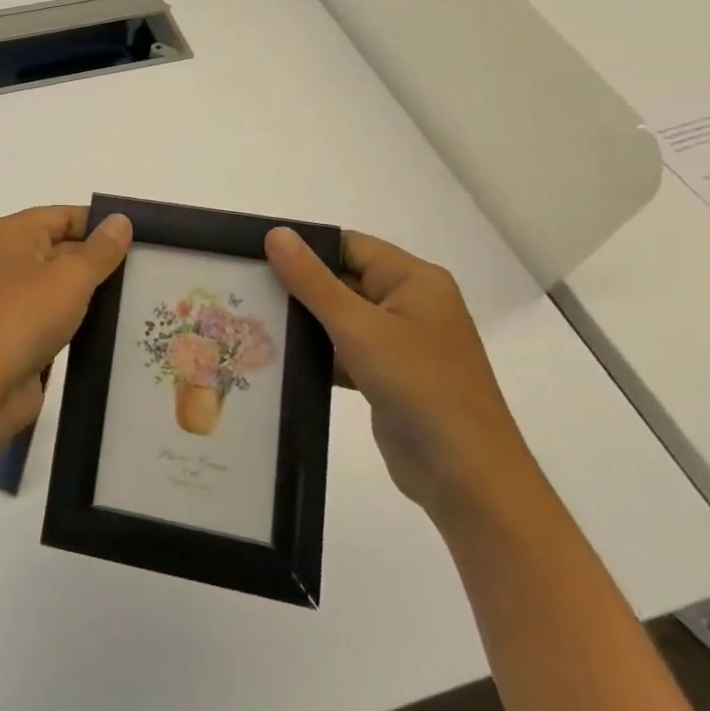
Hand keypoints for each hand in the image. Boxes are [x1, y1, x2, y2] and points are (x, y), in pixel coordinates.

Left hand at [0, 206, 132, 452]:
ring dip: (88, 292)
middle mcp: (1, 258)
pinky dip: (73, 318)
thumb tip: (121, 219)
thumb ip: (100, 250)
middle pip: (59, 246)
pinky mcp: (10, 331)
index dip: (100, 225)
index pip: (62, 215)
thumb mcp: (70, 278)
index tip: (142, 239)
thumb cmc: (22, 318)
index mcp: (7, 233)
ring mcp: (3, 296)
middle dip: (98, 259)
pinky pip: (48, 314)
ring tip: (136, 297)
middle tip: (147, 270)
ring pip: (55, 284)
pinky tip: (107, 326)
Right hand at [265, 226, 538, 520]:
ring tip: (250, 318)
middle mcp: (410, 304)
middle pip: (343, 279)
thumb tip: (276, 234)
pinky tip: (277, 357)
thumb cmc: (417, 385)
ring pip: (341, 317)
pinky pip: (345, 350)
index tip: (255, 255)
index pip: (349, 246)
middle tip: (244, 287)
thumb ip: (312, 281)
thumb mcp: (357, 327)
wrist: (465, 476)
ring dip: (304, 321)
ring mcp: (401, 342)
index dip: (305, 247)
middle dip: (298, 285)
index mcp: (414, 280)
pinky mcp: (389, 376)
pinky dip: (317, 352)